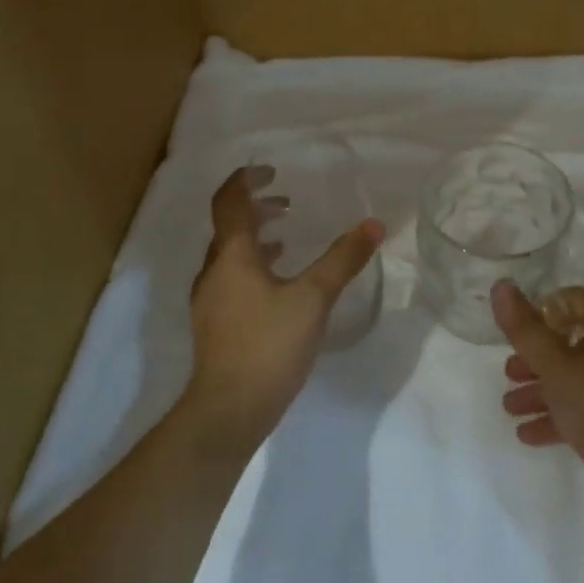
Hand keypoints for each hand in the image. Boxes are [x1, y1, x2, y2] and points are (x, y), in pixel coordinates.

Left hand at [185, 166, 383, 448]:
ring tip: (286, 237)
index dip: (245, 180)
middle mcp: (214, 270)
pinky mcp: (215, 324)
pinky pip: (232, 278)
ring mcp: (210, 299)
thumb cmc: (269, 345)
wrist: (229, 410)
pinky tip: (277, 283)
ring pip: (229, 253)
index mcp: (231, 255)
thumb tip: (373, 224)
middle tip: (286, 202)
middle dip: (255, 208)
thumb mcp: (313, 298)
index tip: (270, 172)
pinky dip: (253, 266)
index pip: (228, 201)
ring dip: (255, 238)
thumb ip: (342, 259)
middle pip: (228, 225)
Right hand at [494, 281, 583, 544]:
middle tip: (508, 373)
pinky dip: (559, 415)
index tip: (516, 331)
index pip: (576, 300)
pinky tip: (529, 433)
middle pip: (574, 340)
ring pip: (578, 377)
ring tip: (510, 407)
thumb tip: (501, 285)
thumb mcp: (558, 368)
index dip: (543, 310)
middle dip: (536, 357)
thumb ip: (526, 329)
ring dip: (542, 389)